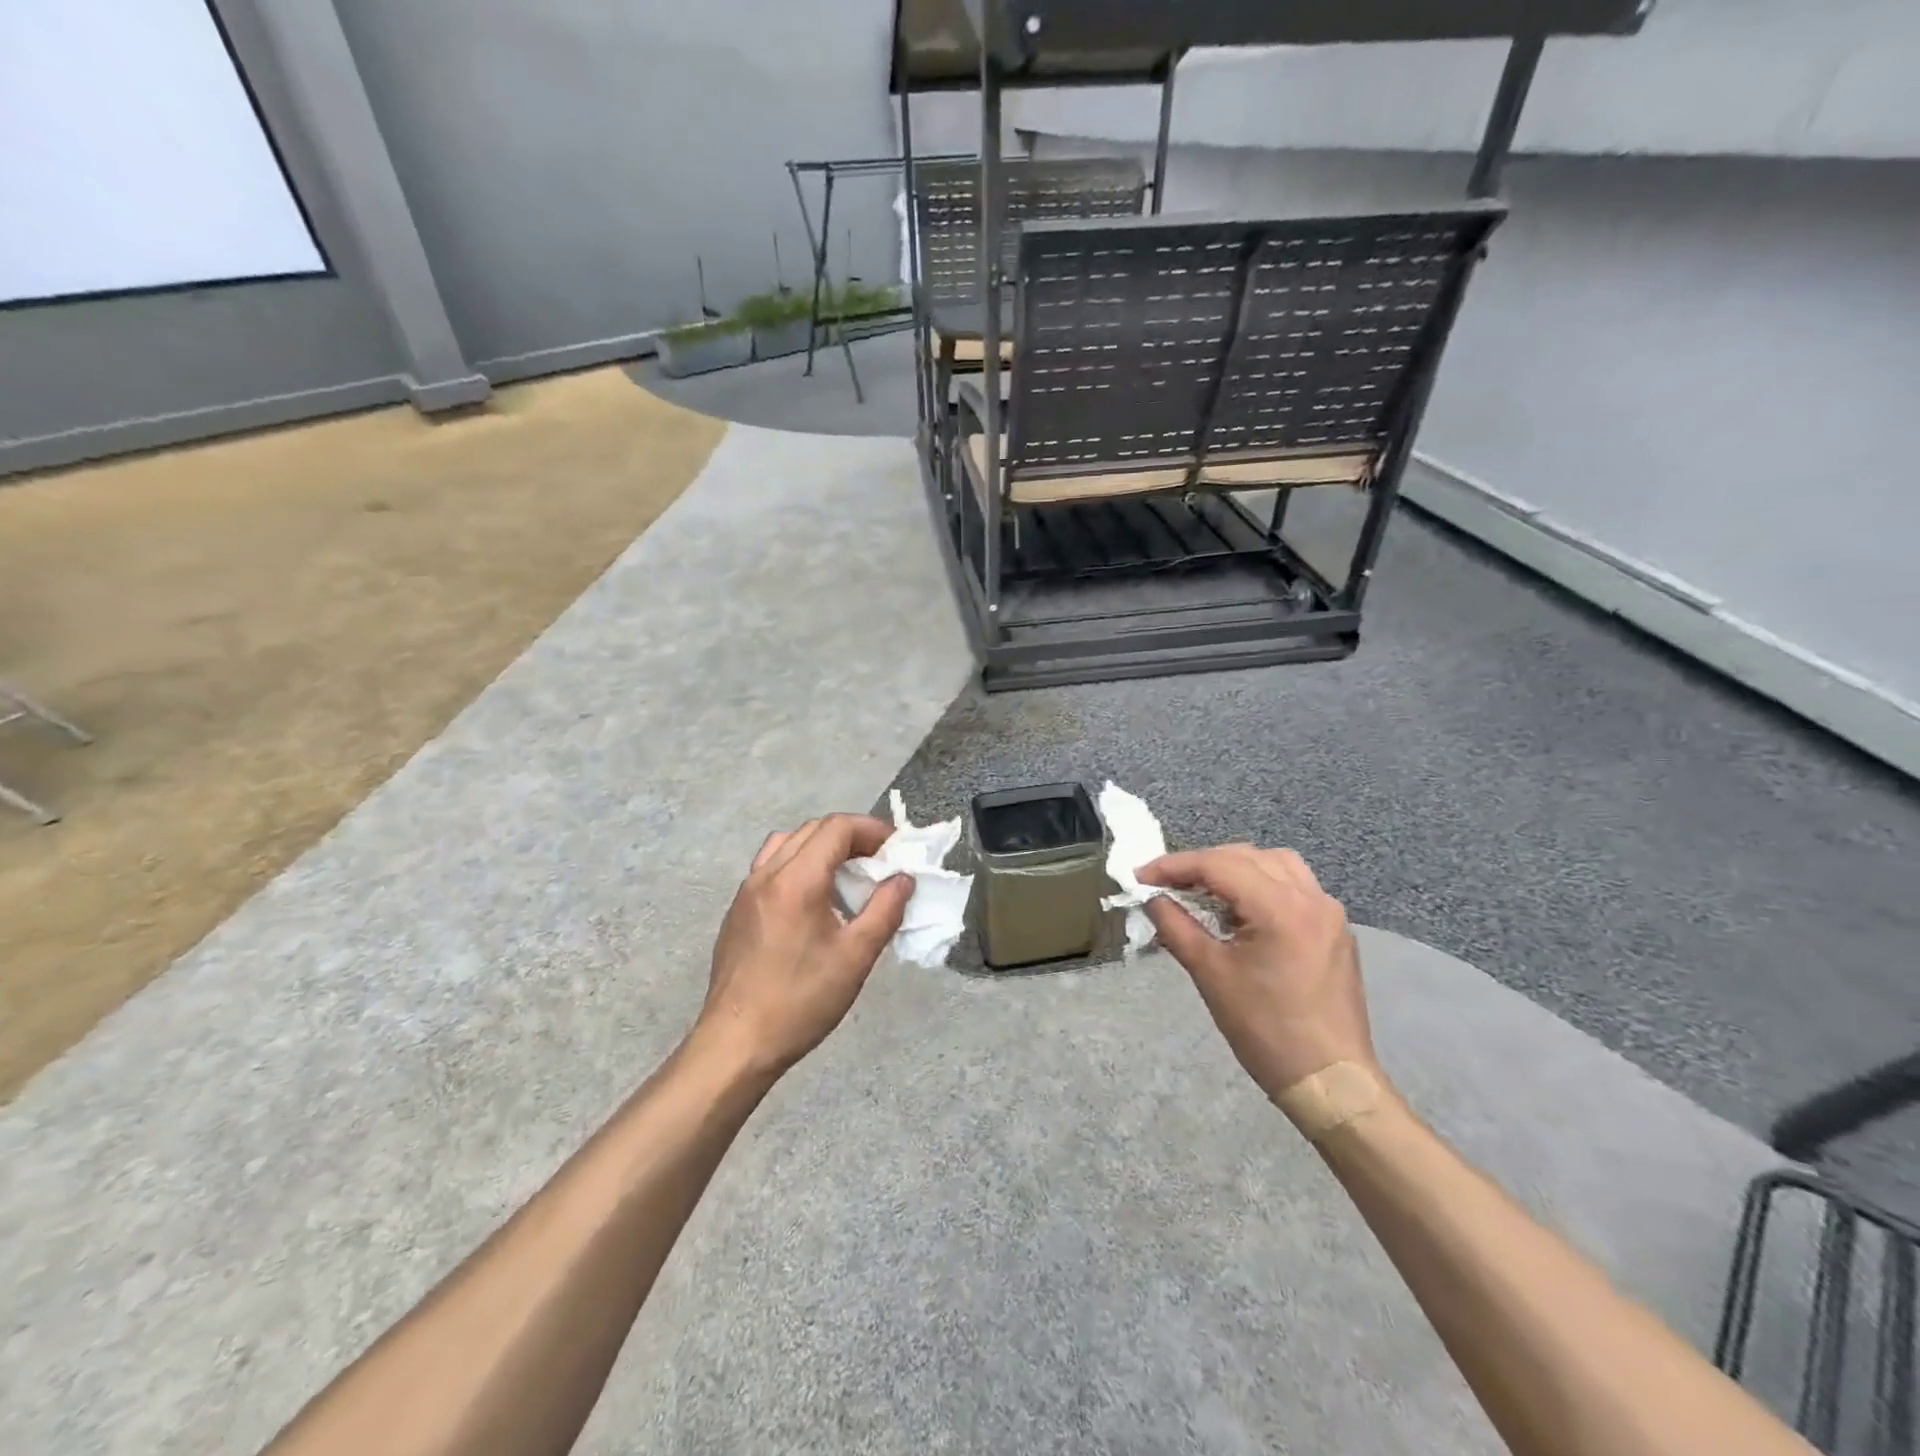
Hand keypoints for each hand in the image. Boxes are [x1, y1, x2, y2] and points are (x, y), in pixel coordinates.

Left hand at [693, 814, 912, 1079]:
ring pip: (788, 844)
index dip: (871, 830)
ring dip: (822, 847)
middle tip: (879, 861)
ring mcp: (746, 891)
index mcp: (797, 880)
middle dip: (851, 836)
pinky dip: (799, 864)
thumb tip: (902, 879)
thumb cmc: (801, 1001)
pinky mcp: (737, 910)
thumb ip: (885, 910)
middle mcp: (767, 874)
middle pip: (813, 829)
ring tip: (846, 875)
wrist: (736, 1043)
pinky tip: (814, 901)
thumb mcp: (855, 957)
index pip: (837, 828)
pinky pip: (770, 866)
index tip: (896, 850)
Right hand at [1140, 844, 1379, 1102]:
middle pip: (1246, 856)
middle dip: (1201, 864)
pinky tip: (1241, 911)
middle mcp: (1310, 898)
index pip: (1218, 865)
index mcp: (1280, 908)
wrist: (1330, 1080)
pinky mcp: (1335, 929)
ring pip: (1275, 864)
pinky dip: (1261, 884)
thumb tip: (1152, 898)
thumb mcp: (1210, 974)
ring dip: (1235, 868)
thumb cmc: (1265, 1029)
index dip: (1174, 865)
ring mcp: (1329, 912)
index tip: (1140, 876)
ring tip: (1205, 891)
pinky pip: (1294, 886)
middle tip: (1166, 883)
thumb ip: (1176, 926)